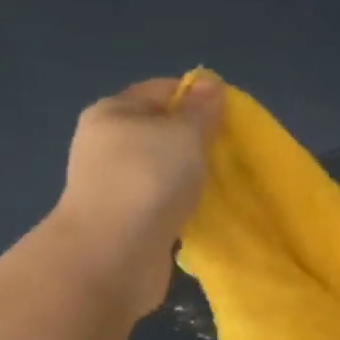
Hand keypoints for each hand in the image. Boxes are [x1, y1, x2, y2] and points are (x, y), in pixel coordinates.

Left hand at [49, 76, 223, 319]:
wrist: (113, 256)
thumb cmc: (148, 180)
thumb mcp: (183, 133)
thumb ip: (201, 110)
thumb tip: (209, 84)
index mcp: (113, 112)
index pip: (162, 90)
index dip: (198, 97)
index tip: (231, 118)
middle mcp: (107, 145)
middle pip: (162, 131)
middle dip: (198, 140)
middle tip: (232, 153)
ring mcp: (114, 186)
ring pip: (163, 170)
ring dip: (191, 177)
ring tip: (223, 185)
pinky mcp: (125, 222)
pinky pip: (162, 203)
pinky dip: (182, 206)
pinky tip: (204, 213)